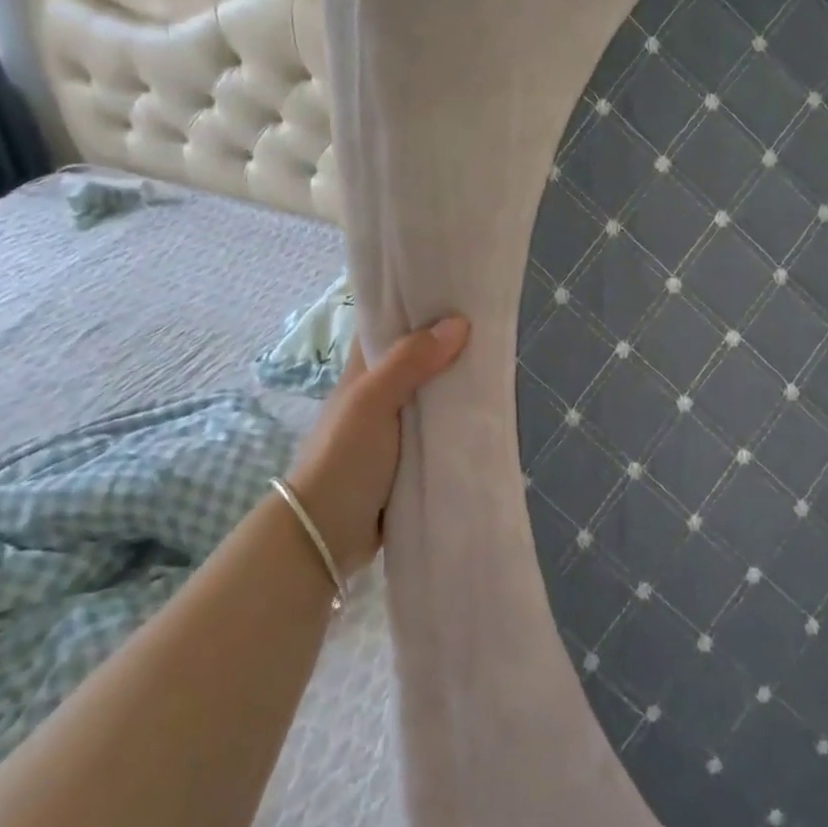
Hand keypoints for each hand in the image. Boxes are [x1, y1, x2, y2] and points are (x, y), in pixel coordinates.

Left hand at [285, 316, 470, 575]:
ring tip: (500, 367)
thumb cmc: (343, 458)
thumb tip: (459, 323)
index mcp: (365, 371)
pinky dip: (460, 421)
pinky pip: (441, 429)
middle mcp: (381, 393)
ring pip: (434, 395)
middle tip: (494, 331)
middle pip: (420, 359)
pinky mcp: (411, 456)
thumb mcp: (372, 402)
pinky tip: (488, 414)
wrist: (327, 534)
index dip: (420, 307)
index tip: (460, 293)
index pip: (392, 326)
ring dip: (459, 385)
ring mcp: (396, 426)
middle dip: (451, 346)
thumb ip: (409, 362)